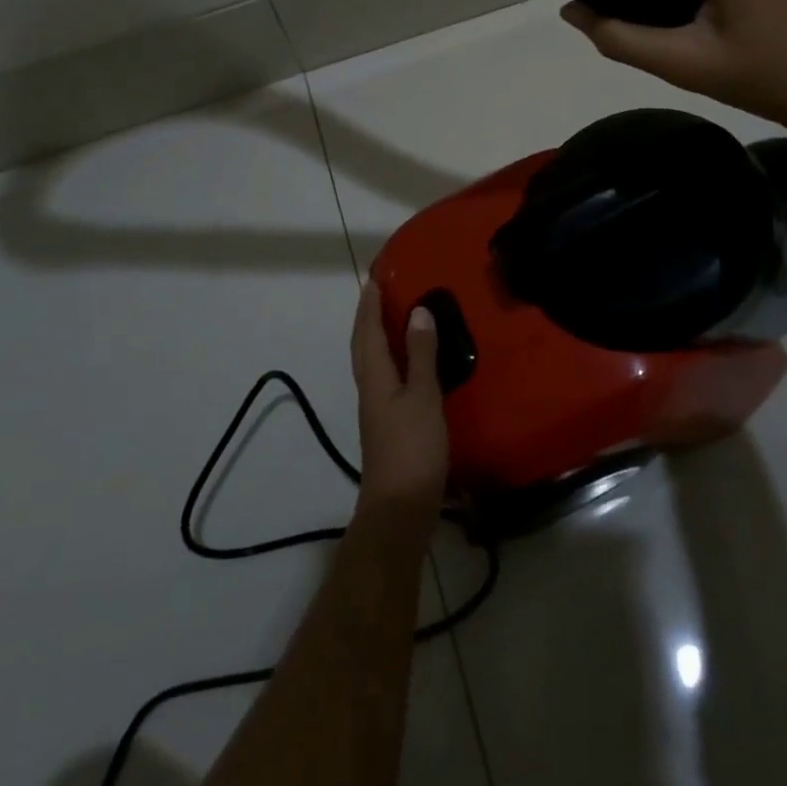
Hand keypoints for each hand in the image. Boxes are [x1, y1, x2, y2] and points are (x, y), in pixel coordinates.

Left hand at [350, 281, 447, 526]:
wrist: (400, 508)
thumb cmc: (412, 448)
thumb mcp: (422, 396)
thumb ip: (421, 355)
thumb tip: (416, 311)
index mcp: (375, 377)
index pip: (368, 331)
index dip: (369, 304)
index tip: (374, 277)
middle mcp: (370, 388)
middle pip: (363, 344)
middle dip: (368, 316)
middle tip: (381, 291)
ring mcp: (377, 408)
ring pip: (372, 361)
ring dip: (377, 336)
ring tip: (395, 318)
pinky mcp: (388, 423)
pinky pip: (385, 377)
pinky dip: (392, 359)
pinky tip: (409, 363)